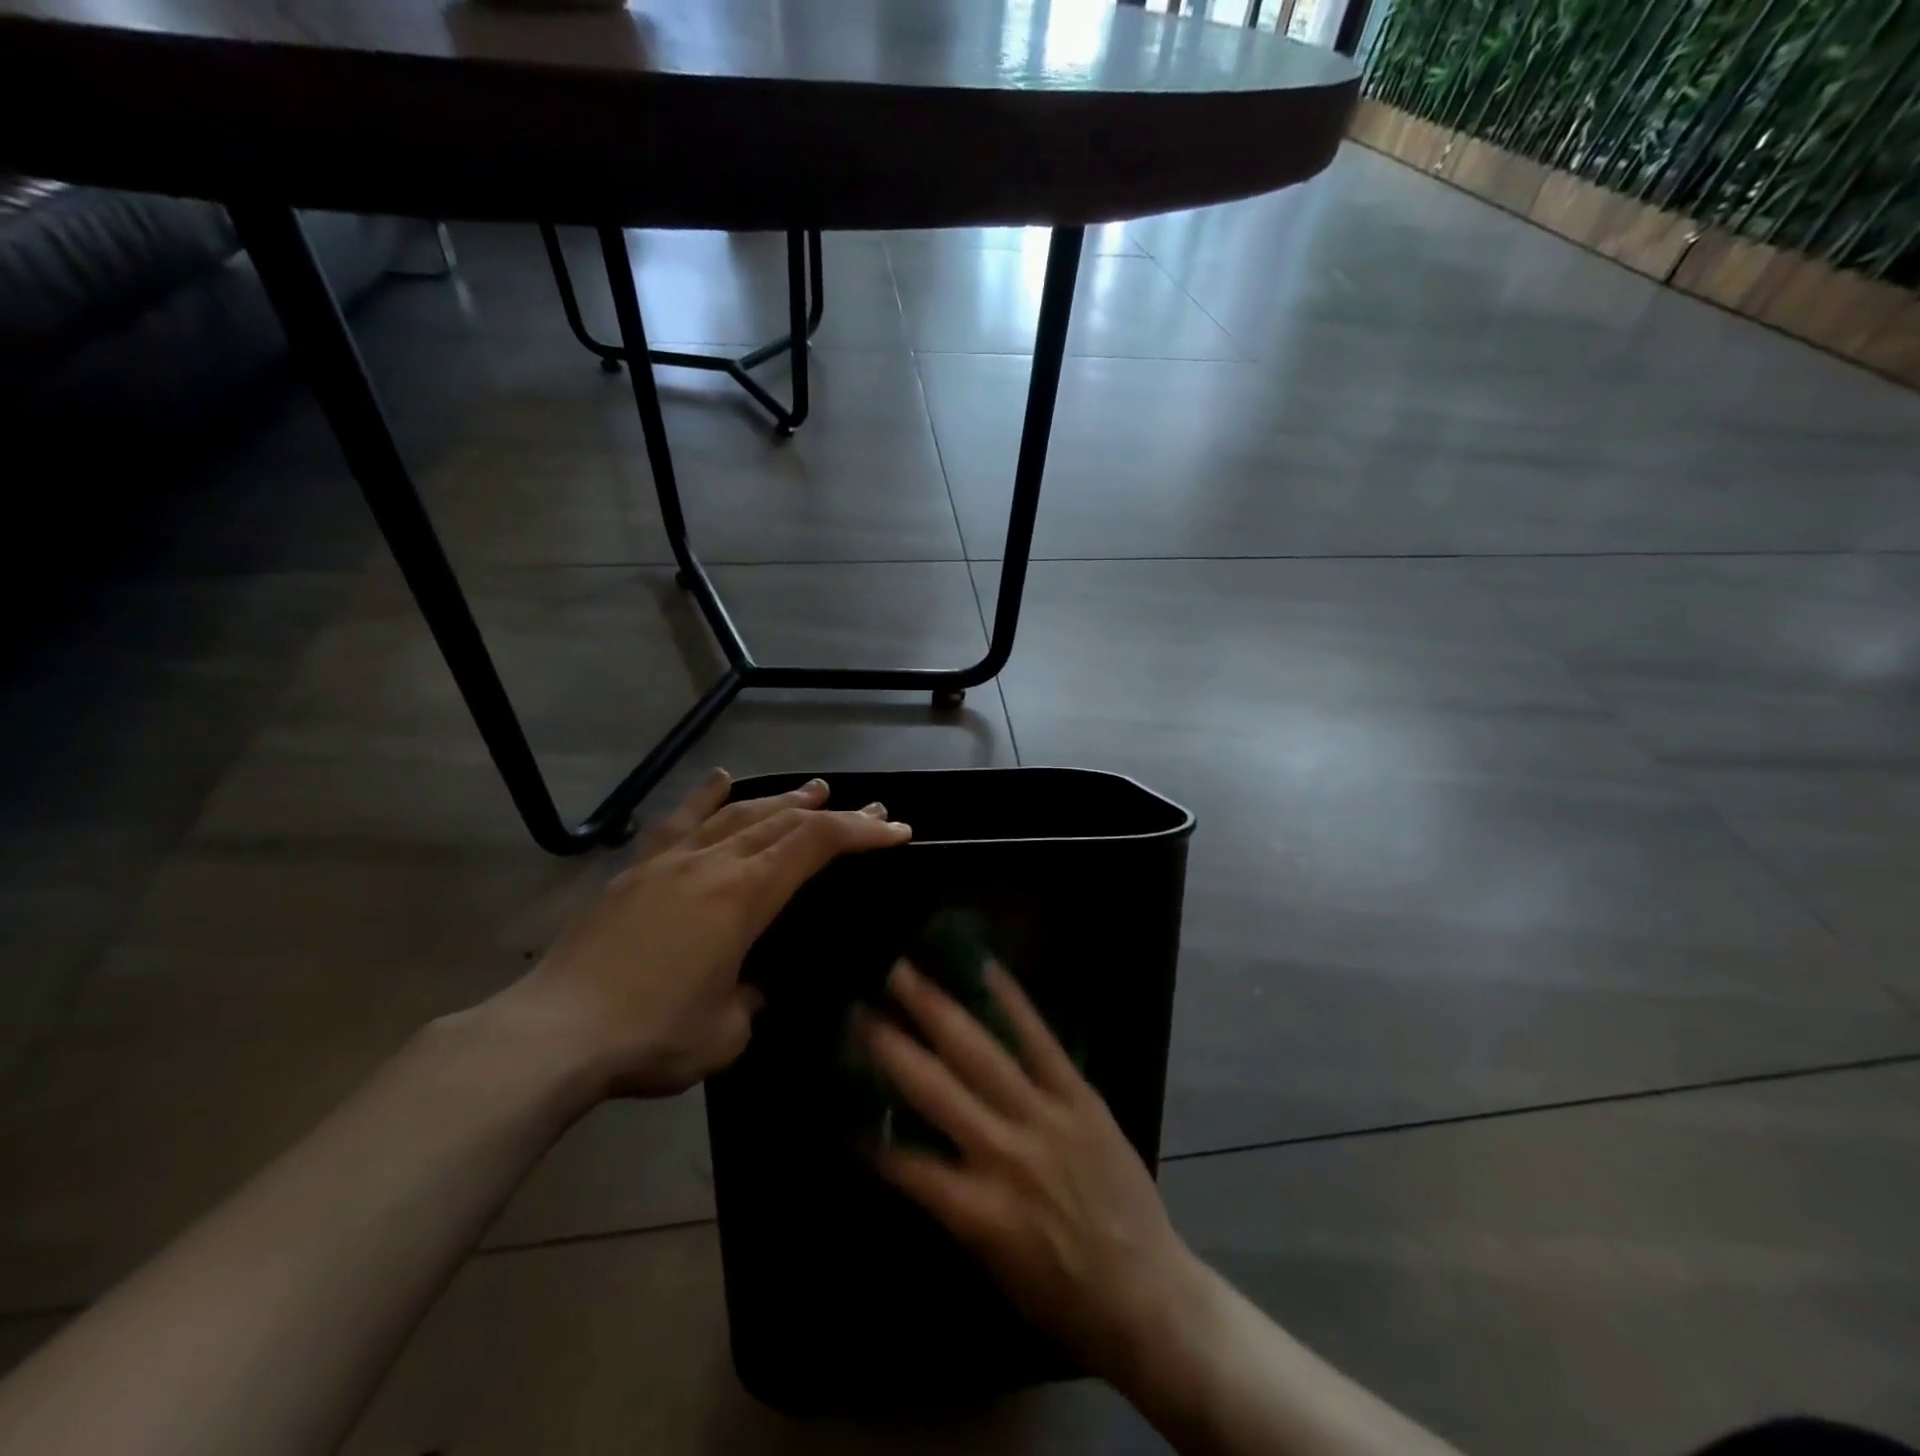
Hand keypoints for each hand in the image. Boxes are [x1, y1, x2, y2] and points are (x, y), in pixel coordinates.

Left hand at [497, 770, 910, 1098]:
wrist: (552, 1034)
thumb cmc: (651, 1037)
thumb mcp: (725, 1034)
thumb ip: (748, 1001)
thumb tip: (746, 985)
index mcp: (744, 897)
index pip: (816, 846)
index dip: (861, 832)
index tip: (895, 830)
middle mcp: (713, 864)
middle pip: (785, 822)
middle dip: (834, 814)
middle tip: (868, 809)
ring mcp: (671, 862)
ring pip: (738, 813)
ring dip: (782, 799)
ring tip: (813, 789)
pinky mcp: (635, 871)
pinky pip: (679, 821)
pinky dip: (706, 796)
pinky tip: (721, 777)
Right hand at [858, 960, 1198, 1384]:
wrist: (1149, 1294)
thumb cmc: (1062, 1295)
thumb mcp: (991, 1265)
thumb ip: (950, 1203)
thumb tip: (909, 1151)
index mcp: (978, 1211)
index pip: (905, 1162)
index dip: (868, 1130)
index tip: (840, 1092)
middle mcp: (1005, 1155)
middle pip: (934, 1089)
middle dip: (891, 1044)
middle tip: (858, 1003)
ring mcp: (1046, 1118)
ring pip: (981, 1053)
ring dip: (938, 1009)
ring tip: (905, 972)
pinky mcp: (1080, 1097)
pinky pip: (1041, 1040)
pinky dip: (1011, 1002)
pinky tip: (986, 968)